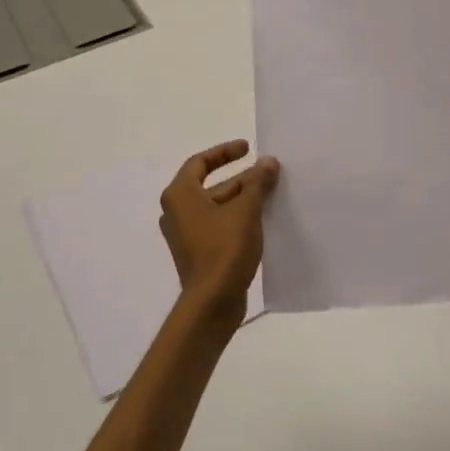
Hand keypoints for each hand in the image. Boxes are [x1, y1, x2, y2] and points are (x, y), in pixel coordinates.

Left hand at [159, 140, 279, 331]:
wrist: (212, 302)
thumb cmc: (224, 248)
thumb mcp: (245, 210)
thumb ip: (257, 183)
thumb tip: (268, 162)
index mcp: (180, 195)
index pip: (200, 162)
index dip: (224, 152)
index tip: (248, 148)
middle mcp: (177, 212)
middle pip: (211, 186)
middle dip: (242, 178)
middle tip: (269, 173)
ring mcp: (187, 235)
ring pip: (217, 207)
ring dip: (243, 199)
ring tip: (272, 194)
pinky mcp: (199, 253)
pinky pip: (219, 226)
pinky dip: (238, 218)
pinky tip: (264, 220)